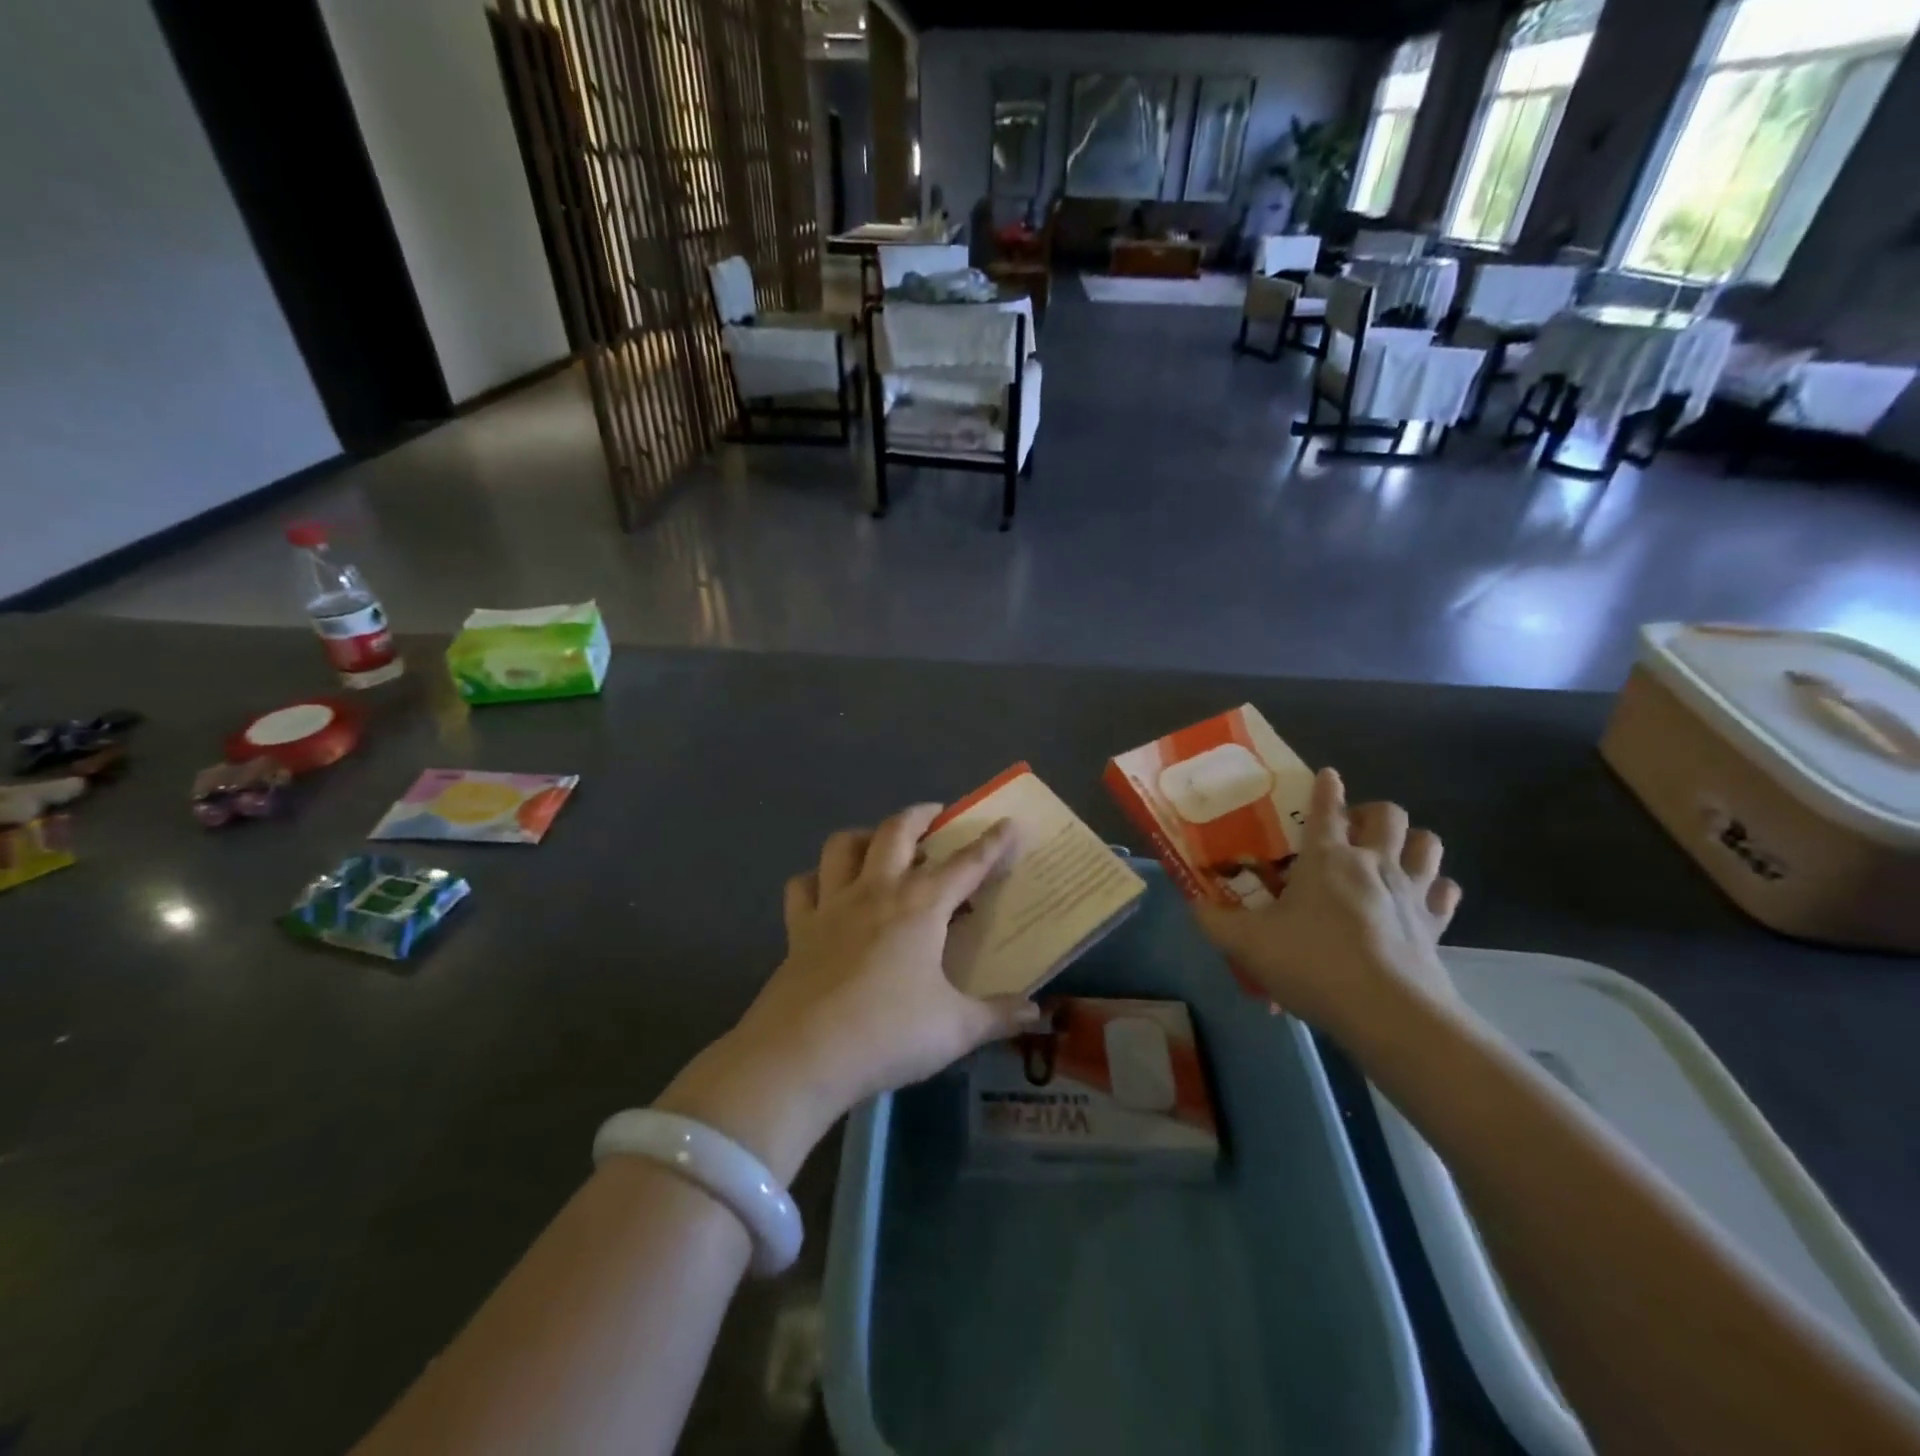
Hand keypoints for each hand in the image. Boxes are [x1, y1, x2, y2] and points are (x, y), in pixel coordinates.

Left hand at [654, 806, 1041, 1181]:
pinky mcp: (799, 928)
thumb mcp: (955, 1029)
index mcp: (921, 907)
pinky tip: (825, 891)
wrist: (803, 1054)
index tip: (1008, 823)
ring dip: (863, 836)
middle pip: (896, 831)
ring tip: (878, 845)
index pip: (966, 864)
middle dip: (920, 815)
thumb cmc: (888, 1034)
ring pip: (842, 846)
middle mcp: (876, 892)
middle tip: (935, 816)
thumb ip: (998, 1016)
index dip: (992, 843)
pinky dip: (815, 880)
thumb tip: (1035, 1012)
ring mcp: (832, 905)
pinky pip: (803, 886)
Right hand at [1194, 768, 1461, 1042]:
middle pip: (1388, 814)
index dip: (1326, 787)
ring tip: (1391, 853)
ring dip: (1411, 841)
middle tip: (1352, 828)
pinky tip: (1421, 897)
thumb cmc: (1312, 963)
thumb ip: (1215, 921)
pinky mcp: (1435, 924)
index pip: (1327, 807)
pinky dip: (1436, 888)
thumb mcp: (1247, 943)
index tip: (1327, 776)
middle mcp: (1373, 863)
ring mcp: (1410, 891)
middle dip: (1372, 812)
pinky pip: (1445, 892)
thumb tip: (1194, 905)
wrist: (1386, 1011)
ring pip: (1427, 843)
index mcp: (1327, 858)